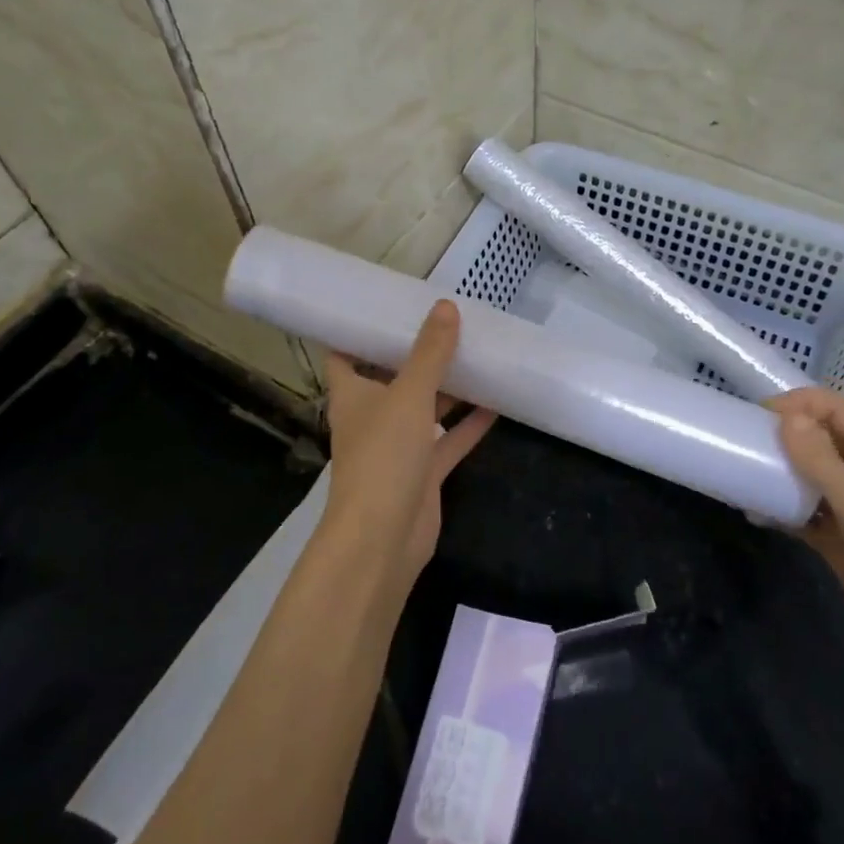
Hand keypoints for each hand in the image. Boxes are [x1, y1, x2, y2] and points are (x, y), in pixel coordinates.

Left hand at [324, 299, 496, 588]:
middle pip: (393, 377)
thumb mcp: (409, 395)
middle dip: (417, 354)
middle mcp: (372, 416)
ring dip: (448, 387)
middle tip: (448, 322)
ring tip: (478, 353)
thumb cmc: (382, 457)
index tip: (385, 304)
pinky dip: (469, 424)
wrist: (382, 539)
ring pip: (425, 408)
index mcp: (352, 395)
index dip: (360, 330)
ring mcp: (398, 447)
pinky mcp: (423, 473)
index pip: (345, 353)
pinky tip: (497, 402)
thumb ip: (430, 353)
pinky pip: (448, 440)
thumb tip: (446, 307)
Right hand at [769, 388, 843, 706]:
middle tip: (746, 439)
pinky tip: (754, 512)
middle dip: (787, 432)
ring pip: (810, 474)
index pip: (840, 410)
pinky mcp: (839, 539)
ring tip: (744, 470)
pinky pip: (804, 511)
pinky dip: (780, 507)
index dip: (804, 402)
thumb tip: (786, 417)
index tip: (763, 412)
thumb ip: (823, 462)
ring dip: (780, 468)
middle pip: (823, 438)